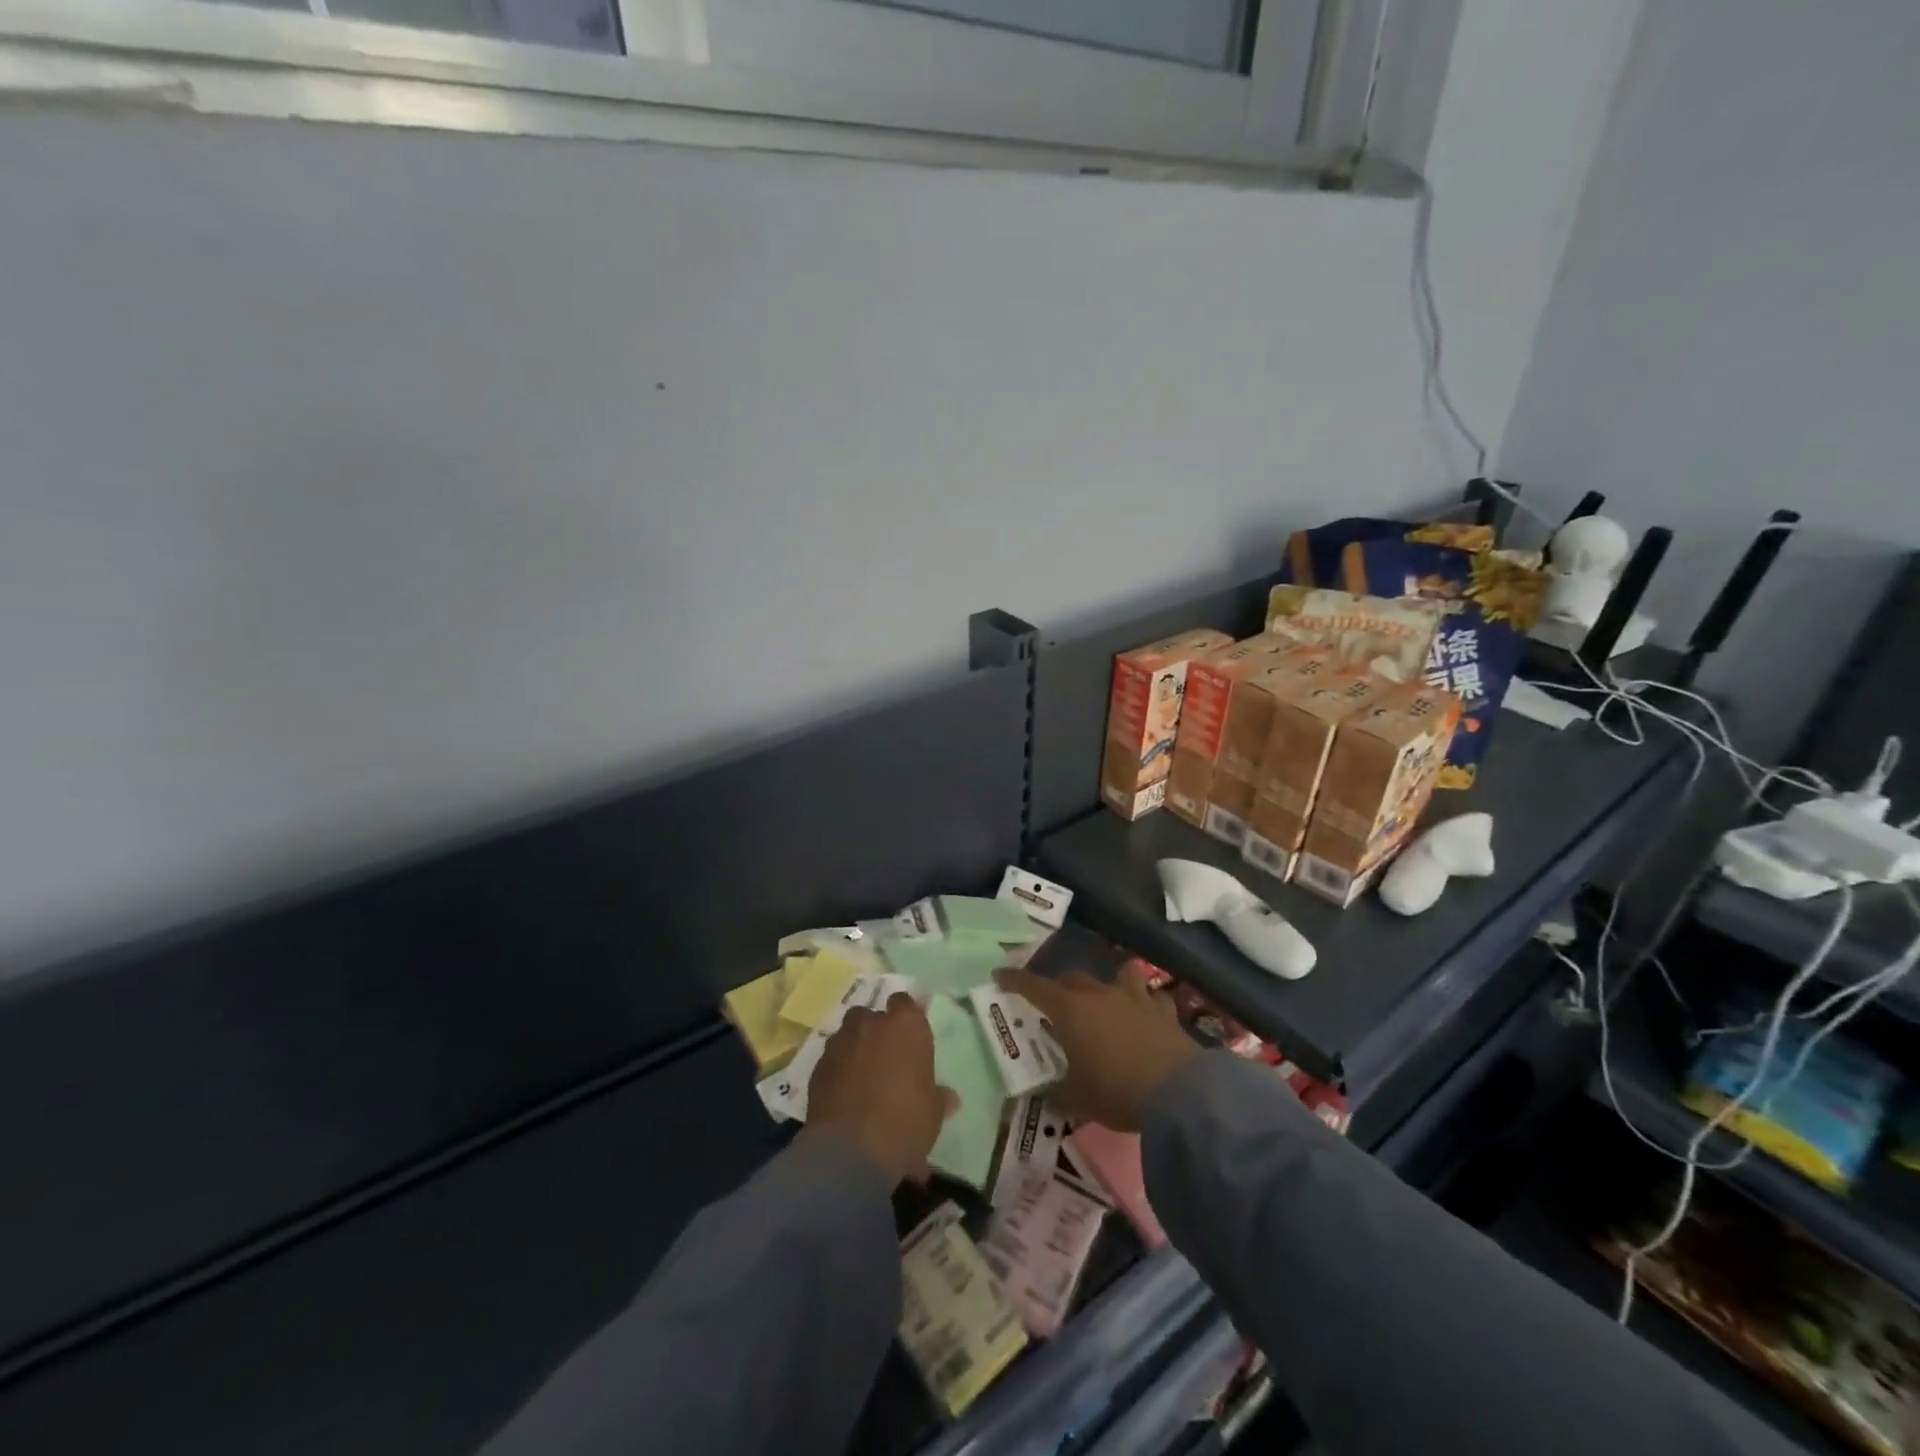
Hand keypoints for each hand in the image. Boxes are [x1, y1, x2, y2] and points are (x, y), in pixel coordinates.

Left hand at [801, 993, 956, 1187]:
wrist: (851, 1149)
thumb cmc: (905, 1121)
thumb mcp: (933, 1113)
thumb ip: (938, 1097)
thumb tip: (948, 1097)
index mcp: (906, 1025)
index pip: (905, 1002)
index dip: (907, 1017)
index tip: (911, 1036)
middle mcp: (871, 1024)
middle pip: (872, 1015)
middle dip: (876, 1031)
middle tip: (887, 1058)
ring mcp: (840, 1043)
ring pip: (848, 1034)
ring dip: (855, 1048)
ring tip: (863, 1077)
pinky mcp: (817, 1067)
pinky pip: (832, 1060)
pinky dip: (838, 1070)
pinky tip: (845, 1095)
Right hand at [997, 966, 1199, 1132]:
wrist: (1177, 1093)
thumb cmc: (1115, 1091)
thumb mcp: (1077, 1100)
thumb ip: (1056, 1094)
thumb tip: (1044, 1096)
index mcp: (1070, 1010)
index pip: (1035, 986)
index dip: (1015, 980)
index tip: (1000, 974)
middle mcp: (1099, 995)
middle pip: (1073, 979)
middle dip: (1061, 987)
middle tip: (1056, 1003)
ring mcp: (1135, 998)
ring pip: (1120, 975)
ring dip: (1112, 983)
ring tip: (1110, 998)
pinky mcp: (1164, 1011)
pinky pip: (1154, 998)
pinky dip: (1148, 1004)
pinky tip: (1149, 1016)